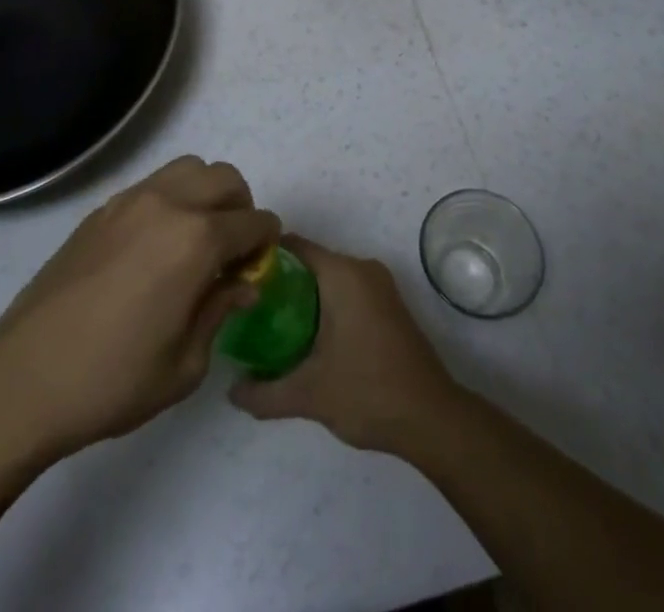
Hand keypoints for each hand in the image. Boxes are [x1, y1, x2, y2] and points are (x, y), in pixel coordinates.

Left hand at [0, 156, 279, 461]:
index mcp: (196, 240)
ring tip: (195, 239)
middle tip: (232, 250)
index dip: (266, 240)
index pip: (252, 221)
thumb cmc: (112, 380)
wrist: (24, 378)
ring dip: (205, 194)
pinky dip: (171, 200)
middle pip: (224, 179)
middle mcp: (168, 204)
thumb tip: (241, 284)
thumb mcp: (184, 365)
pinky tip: (154, 247)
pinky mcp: (102, 209)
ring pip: (188, 169)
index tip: (262, 262)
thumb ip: (220, 311)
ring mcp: (130, 200)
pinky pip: (153, 185)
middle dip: (240, 208)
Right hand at [229, 236, 461, 454]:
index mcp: (343, 273)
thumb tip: (231, 391)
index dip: (265, 257)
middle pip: (311, 261)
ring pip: (330, 278)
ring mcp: (380, 285)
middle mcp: (362, 268)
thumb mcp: (309, 394)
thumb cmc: (368, 391)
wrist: (432, 418)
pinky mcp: (389, 305)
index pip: (295, 246)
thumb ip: (265, 393)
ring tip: (270, 323)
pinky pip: (347, 291)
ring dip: (303, 296)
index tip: (239, 276)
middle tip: (250, 306)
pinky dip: (325, 305)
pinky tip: (306, 336)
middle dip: (281, 280)